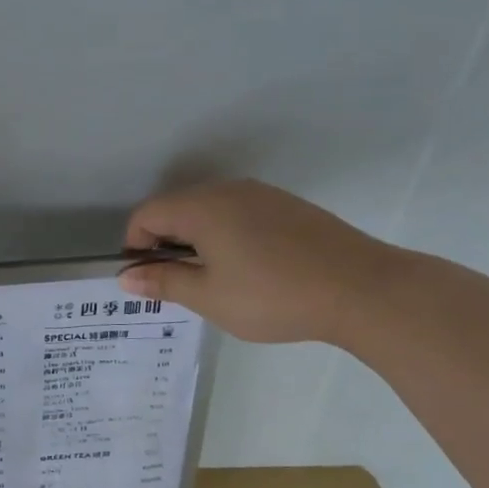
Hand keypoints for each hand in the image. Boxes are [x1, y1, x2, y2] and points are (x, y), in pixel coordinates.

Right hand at [118, 179, 400, 345]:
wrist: (362, 289)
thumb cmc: (273, 295)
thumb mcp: (209, 296)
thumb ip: (163, 282)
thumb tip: (126, 277)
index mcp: (201, 207)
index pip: (147, 214)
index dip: (135, 246)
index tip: (147, 280)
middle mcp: (228, 190)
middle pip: (176, 208)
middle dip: (165, 243)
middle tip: (179, 284)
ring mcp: (262, 194)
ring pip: (209, 210)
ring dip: (196, 240)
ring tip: (214, 280)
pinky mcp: (288, 206)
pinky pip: (239, 213)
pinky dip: (226, 235)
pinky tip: (249, 269)